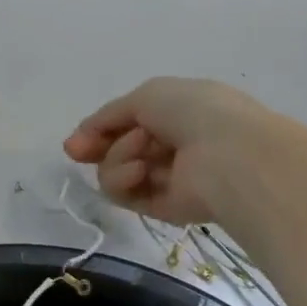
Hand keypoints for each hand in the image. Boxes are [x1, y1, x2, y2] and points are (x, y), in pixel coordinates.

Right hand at [63, 78, 274, 224]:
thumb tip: (76, 142)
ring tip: (141, 154)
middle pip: (116, 150)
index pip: (128, 124)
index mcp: (177, 114)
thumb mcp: (144, 96)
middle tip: (80, 150)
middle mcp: (171, 146)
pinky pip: (125, 195)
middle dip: (98, 147)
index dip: (99, 130)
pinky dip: (123, 181)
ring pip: (115, 172)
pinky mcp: (164, 208)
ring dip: (118, 158)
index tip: (76, 142)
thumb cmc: (194, 112)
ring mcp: (168, 179)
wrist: (230, 153)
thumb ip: (107, 117)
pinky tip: (140, 171)